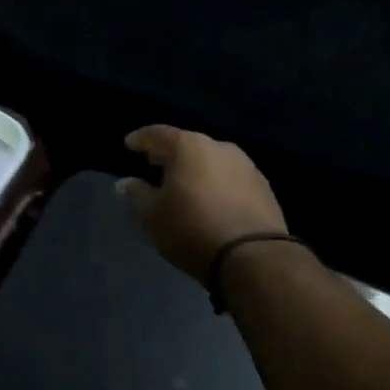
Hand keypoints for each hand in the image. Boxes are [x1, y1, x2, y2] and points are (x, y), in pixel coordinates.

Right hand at [118, 125, 288, 282]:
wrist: (253, 256)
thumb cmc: (191, 229)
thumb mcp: (153, 215)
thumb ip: (138, 194)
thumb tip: (125, 183)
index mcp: (188, 146)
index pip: (158, 134)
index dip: (141, 139)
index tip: (130, 144)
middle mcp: (219, 147)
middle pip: (188, 144)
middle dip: (170, 153)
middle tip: (155, 163)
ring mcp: (246, 165)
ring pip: (212, 160)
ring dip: (196, 168)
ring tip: (184, 183)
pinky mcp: (263, 186)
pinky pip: (231, 177)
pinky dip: (216, 182)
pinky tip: (211, 198)